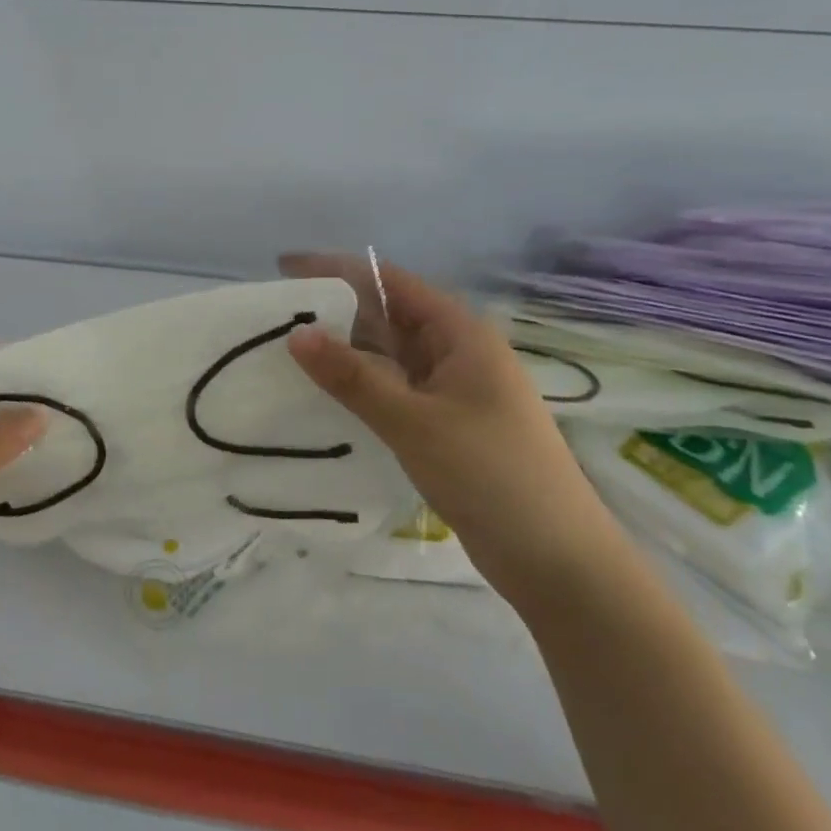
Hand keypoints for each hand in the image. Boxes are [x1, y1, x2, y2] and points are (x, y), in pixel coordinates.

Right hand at [280, 253, 621, 603]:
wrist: (557, 560)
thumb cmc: (490, 475)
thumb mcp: (413, 422)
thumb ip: (353, 377)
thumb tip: (296, 334)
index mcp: (460, 334)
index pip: (390, 282)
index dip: (337, 270)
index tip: (285, 270)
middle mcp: (457, 352)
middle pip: (388, 316)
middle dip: (335, 313)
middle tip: (274, 319)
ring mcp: (454, 390)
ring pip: (389, 356)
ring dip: (345, 353)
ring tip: (287, 354)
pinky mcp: (447, 424)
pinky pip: (395, 390)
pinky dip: (361, 388)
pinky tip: (326, 398)